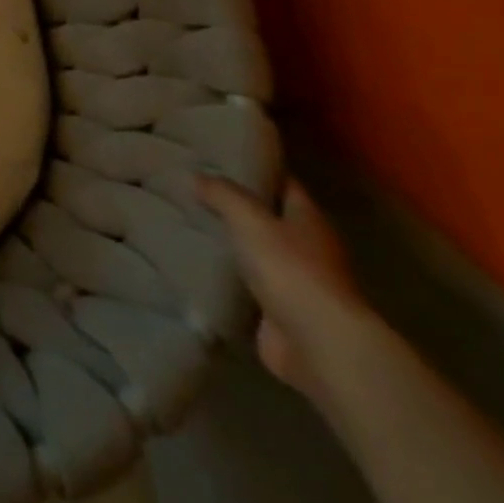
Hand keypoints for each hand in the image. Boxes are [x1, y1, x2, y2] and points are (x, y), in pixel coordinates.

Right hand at [197, 173, 373, 406]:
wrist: (318, 345)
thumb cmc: (290, 268)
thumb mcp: (249, 217)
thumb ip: (222, 193)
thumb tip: (196, 176)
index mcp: (309, 219)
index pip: (282, 183)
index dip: (255, 169)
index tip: (220, 157)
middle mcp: (307, 248)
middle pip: (267, 219)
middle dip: (235, 208)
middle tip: (192, 189)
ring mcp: (295, 285)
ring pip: (255, 254)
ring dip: (229, 245)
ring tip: (185, 223)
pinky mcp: (279, 316)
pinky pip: (245, 288)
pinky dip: (226, 280)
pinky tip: (195, 265)